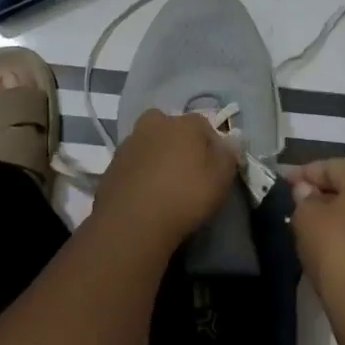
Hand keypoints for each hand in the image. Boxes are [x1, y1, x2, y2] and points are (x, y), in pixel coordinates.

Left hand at [93, 109, 241, 248]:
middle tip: (185, 171)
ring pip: (149, 144)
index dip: (211, 145)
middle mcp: (155, 124)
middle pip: (171, 128)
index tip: (214, 168)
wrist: (132, 222)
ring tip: (164, 186)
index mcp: (184, 123)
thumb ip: (229, 156)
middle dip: (178, 143)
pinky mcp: (111, 166)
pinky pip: (133, 165)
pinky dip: (139, 174)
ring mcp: (129, 143)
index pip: (204, 125)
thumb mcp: (221, 178)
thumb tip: (233, 140)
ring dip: (156, 157)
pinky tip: (145, 195)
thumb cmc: (185, 195)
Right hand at [281, 158, 344, 319]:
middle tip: (293, 202)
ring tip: (305, 225)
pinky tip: (324, 247)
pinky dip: (343, 236)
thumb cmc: (337, 247)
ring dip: (331, 216)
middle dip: (319, 193)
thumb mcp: (307, 216)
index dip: (303, 172)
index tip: (281, 181)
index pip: (331, 165)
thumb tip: (307, 191)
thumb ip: (304, 198)